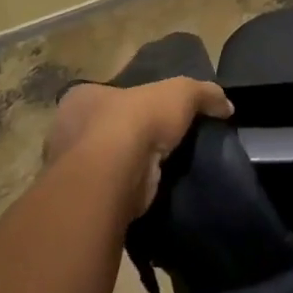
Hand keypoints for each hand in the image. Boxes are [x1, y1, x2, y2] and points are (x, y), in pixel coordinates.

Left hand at [45, 77, 232, 217]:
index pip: (104, 95)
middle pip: (103, 129)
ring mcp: (69, 170)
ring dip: (127, 167)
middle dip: (128, 135)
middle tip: (159, 142)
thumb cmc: (137, 119)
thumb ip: (204, 93)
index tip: (153, 113)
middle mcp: (66, 131)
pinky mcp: (82, 201)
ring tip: (160, 169)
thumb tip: (226, 106)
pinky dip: (127, 191)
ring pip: (104, 163)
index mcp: (81, 98)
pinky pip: (109, 191)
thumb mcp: (182, 91)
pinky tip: (150, 191)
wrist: (114, 174)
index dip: (130, 102)